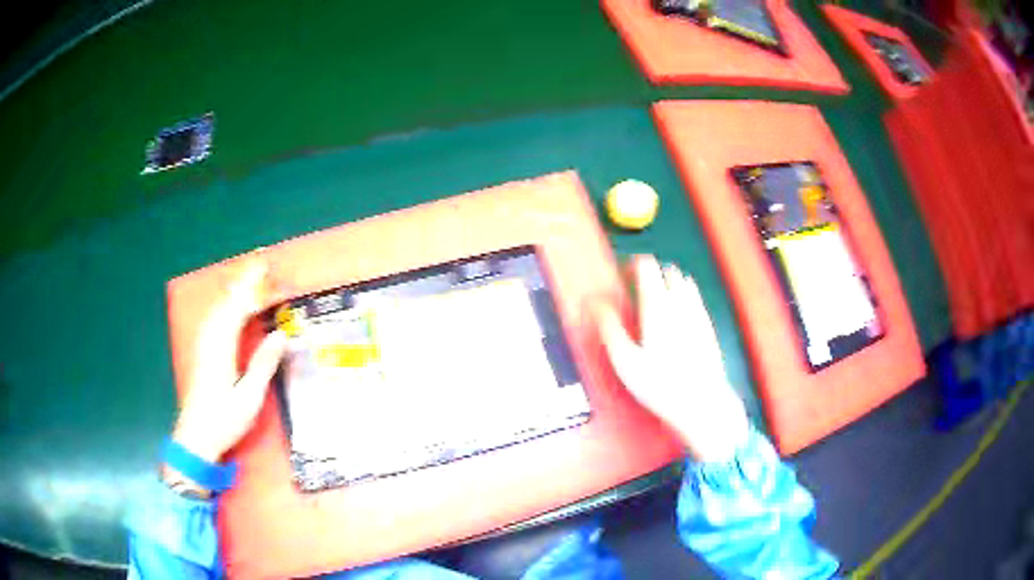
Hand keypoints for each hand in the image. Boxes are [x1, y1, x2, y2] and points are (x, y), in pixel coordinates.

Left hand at [171, 262, 287, 463]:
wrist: (195, 438)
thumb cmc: (223, 420)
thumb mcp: (249, 397)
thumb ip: (263, 364)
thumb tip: (281, 335)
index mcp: (221, 348)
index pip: (239, 308)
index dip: (255, 289)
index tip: (271, 274)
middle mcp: (210, 339)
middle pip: (227, 302)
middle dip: (244, 281)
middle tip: (263, 264)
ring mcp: (203, 345)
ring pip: (218, 308)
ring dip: (235, 290)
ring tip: (250, 277)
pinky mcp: (202, 352)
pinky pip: (215, 317)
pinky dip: (226, 304)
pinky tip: (230, 305)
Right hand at [597, 256, 748, 462]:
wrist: (701, 403)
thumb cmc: (659, 384)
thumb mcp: (625, 361)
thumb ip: (609, 327)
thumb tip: (594, 303)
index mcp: (657, 306)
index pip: (646, 266)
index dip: (633, 264)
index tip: (623, 274)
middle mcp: (680, 303)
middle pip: (667, 270)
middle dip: (651, 272)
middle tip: (636, 288)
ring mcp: (698, 313)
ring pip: (685, 282)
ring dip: (669, 282)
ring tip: (656, 300)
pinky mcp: (709, 326)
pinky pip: (696, 299)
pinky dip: (685, 297)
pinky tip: (678, 316)